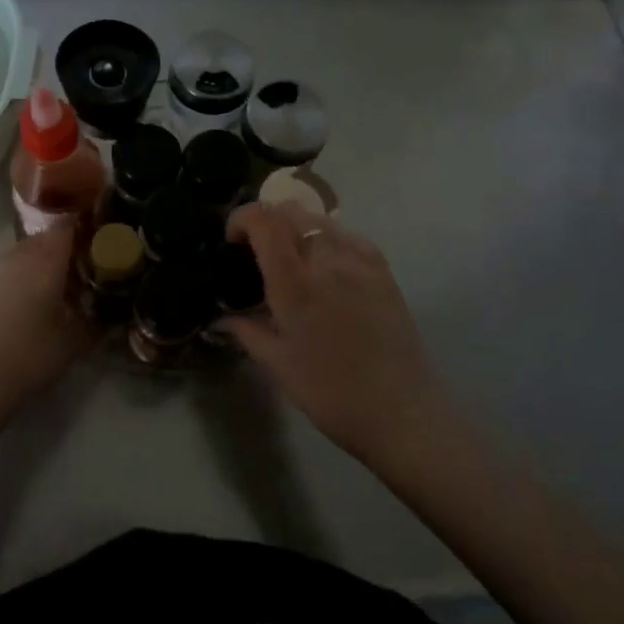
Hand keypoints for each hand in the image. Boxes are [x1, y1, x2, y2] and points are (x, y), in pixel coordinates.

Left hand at [0, 226, 91, 412]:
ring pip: (31, 252)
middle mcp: (22, 255)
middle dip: (71, 245)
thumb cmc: (32, 352)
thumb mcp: (75, 342)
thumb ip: (98, 323)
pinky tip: (42, 300)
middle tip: (93, 264)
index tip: (108, 236)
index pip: (70, 224)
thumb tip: (114, 315)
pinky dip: (31, 275)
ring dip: (49, 261)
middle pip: (49, 236)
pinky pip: (16, 268)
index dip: (89, 226)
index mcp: (47, 258)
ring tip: (69, 284)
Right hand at [224, 203, 440, 459]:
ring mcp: (361, 261)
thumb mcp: (278, 365)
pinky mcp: (383, 270)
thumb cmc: (331, 393)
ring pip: (320, 219)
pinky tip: (326, 269)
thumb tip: (220, 320)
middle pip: (291, 210)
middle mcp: (328, 259)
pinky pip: (348, 236)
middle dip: (267, 220)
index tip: (232, 239)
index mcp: (296, 282)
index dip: (242, 217)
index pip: (264, 221)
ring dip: (297, 227)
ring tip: (291, 260)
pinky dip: (327, 239)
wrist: (402, 413)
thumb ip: (246, 332)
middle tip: (257, 249)